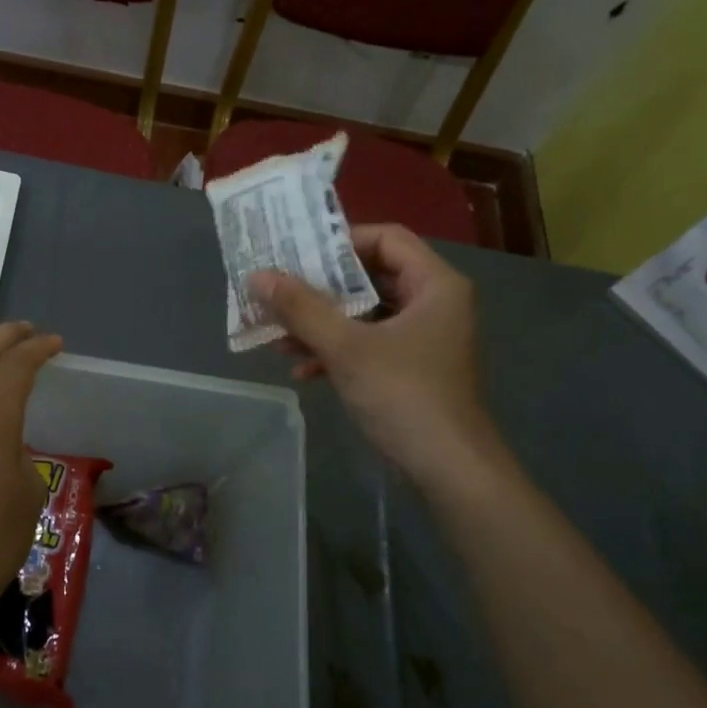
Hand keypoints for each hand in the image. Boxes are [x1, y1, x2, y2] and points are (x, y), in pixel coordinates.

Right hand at [252, 224, 502, 493]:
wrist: (448, 469)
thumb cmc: (403, 395)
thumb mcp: (346, 347)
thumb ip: (302, 309)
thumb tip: (258, 276)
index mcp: (435, 285)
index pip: (386, 239)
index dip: (340, 242)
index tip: (298, 255)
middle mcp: (434, 303)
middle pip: (371, 277)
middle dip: (321, 290)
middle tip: (279, 292)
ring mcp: (424, 339)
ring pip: (365, 315)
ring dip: (322, 324)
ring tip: (280, 338)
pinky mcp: (411, 369)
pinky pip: (369, 344)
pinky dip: (337, 351)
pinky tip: (303, 370)